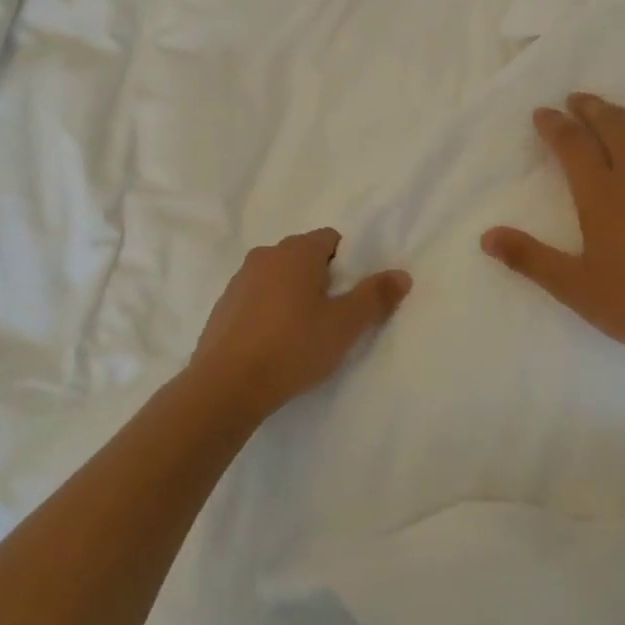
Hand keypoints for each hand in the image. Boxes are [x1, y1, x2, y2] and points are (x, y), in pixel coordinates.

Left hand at [190, 229, 411, 420]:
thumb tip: (402, 274)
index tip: (352, 295)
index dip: (347, 263)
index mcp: (296, 252)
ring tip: (303, 334)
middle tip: (333, 316)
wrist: (226, 385)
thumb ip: (375, 296)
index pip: (331, 239)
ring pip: (278, 278)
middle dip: (321, 279)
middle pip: (304, 256)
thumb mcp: (345, 325)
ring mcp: (239, 280)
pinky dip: (269, 312)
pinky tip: (274, 344)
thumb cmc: (292, 347)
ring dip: (293, 295)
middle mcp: (265, 256)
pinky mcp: (223, 307)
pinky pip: (256, 299)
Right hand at [482, 93, 624, 372]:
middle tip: (575, 99)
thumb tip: (487, 236)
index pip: (574, 145)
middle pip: (612, 127)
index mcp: (603, 194)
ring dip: (623, 114)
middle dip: (590, 109)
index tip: (543, 113)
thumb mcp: (574, 287)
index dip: (555, 126)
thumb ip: (529, 258)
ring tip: (610, 109)